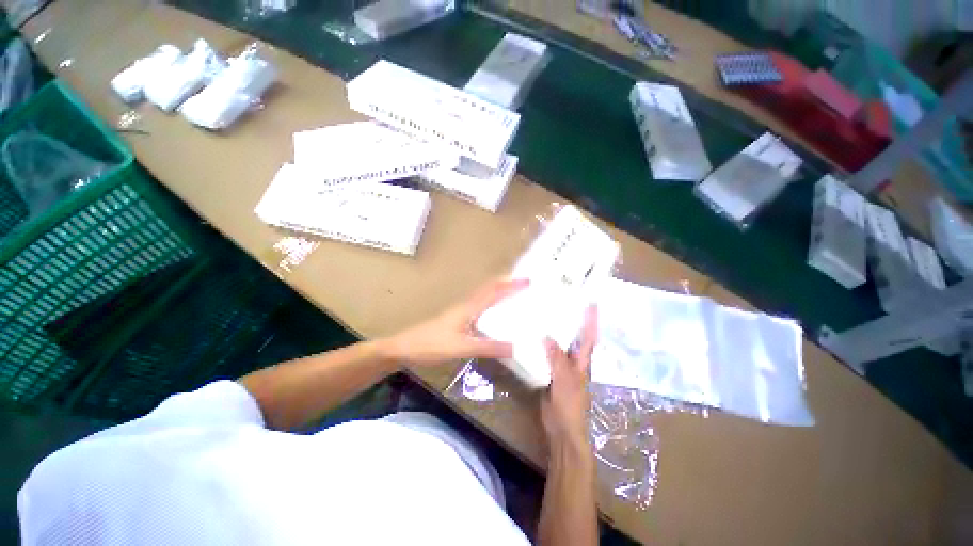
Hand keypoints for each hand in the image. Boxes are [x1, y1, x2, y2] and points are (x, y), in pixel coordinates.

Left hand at [383, 278, 528, 366]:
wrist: (403, 349)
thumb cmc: (430, 345)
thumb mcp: (462, 347)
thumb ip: (489, 348)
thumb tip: (518, 347)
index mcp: (467, 308)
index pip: (493, 292)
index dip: (510, 285)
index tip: (530, 279)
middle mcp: (464, 308)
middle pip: (488, 292)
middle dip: (506, 285)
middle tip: (526, 285)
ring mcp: (458, 316)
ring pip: (483, 301)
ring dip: (499, 296)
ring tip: (516, 300)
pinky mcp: (453, 325)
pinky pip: (478, 312)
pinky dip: (490, 311)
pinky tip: (494, 322)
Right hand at [541, 305, 597, 452]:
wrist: (562, 429)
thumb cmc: (570, 405)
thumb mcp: (564, 380)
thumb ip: (557, 359)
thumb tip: (547, 335)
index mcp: (581, 363)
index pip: (588, 337)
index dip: (590, 320)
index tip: (591, 301)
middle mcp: (572, 365)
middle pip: (572, 341)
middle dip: (569, 323)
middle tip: (559, 302)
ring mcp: (560, 373)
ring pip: (556, 351)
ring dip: (551, 336)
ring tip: (540, 317)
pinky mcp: (547, 381)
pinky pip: (543, 362)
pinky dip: (537, 352)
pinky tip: (527, 344)